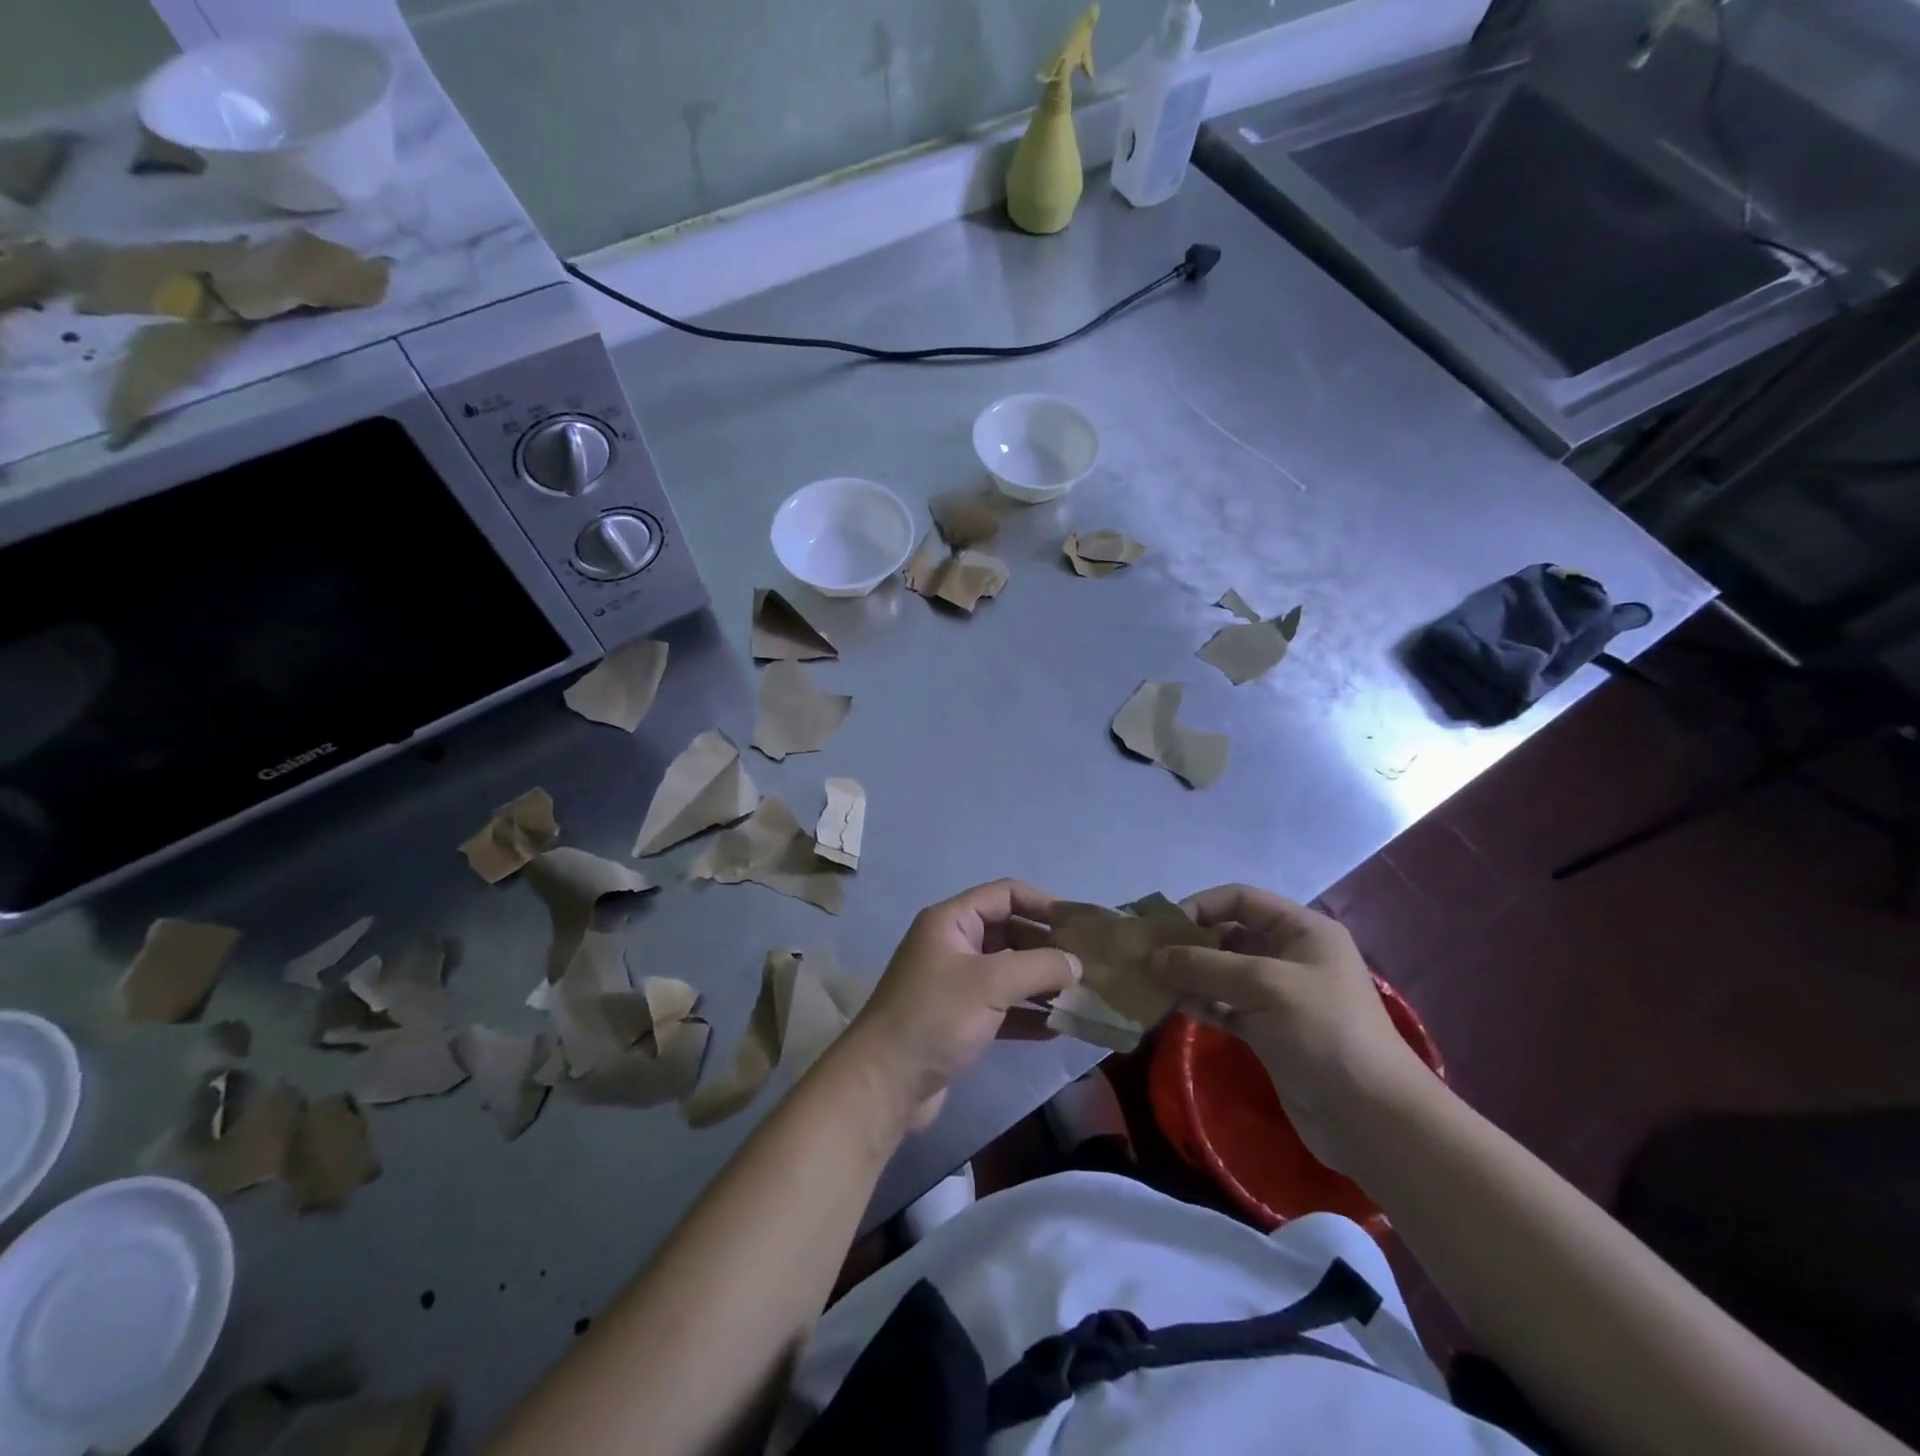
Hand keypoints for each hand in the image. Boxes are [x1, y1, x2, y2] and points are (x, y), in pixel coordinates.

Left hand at [841, 880, 1081, 1131]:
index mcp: (952, 921)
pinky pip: (1002, 1007)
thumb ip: (1039, 966)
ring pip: (1008, 972)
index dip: (1044, 904)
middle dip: (1047, 946)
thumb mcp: (991, 983)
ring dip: (1042, 982)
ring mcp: (955, 984)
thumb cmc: (935, 1016)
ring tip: (1082, 996)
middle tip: (1088, 965)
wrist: (884, 1083)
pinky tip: (1059, 1028)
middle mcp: (953, 945)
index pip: (1005, 894)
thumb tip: (1077, 963)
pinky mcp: (959, 1021)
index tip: (1080, 926)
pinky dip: (1028, 1013)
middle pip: (1009, 932)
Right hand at [1149, 884, 1433, 1168]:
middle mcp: (1290, 955)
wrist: (1371, 1118)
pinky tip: (1170, 1007)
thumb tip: (1152, 957)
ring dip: (1188, 975)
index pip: (1240, 899)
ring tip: (1149, 982)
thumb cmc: (1323, 1032)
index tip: (1162, 927)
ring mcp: (1280, 996)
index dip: (1200, 906)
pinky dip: (1199, 1004)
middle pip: (1228, 935)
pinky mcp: (1270, 1032)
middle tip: (1146, 955)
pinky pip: (1225, 1007)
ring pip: (1223, 973)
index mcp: (1301, 930)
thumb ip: (1204, 965)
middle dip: (1188, 943)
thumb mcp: (1262, 985)